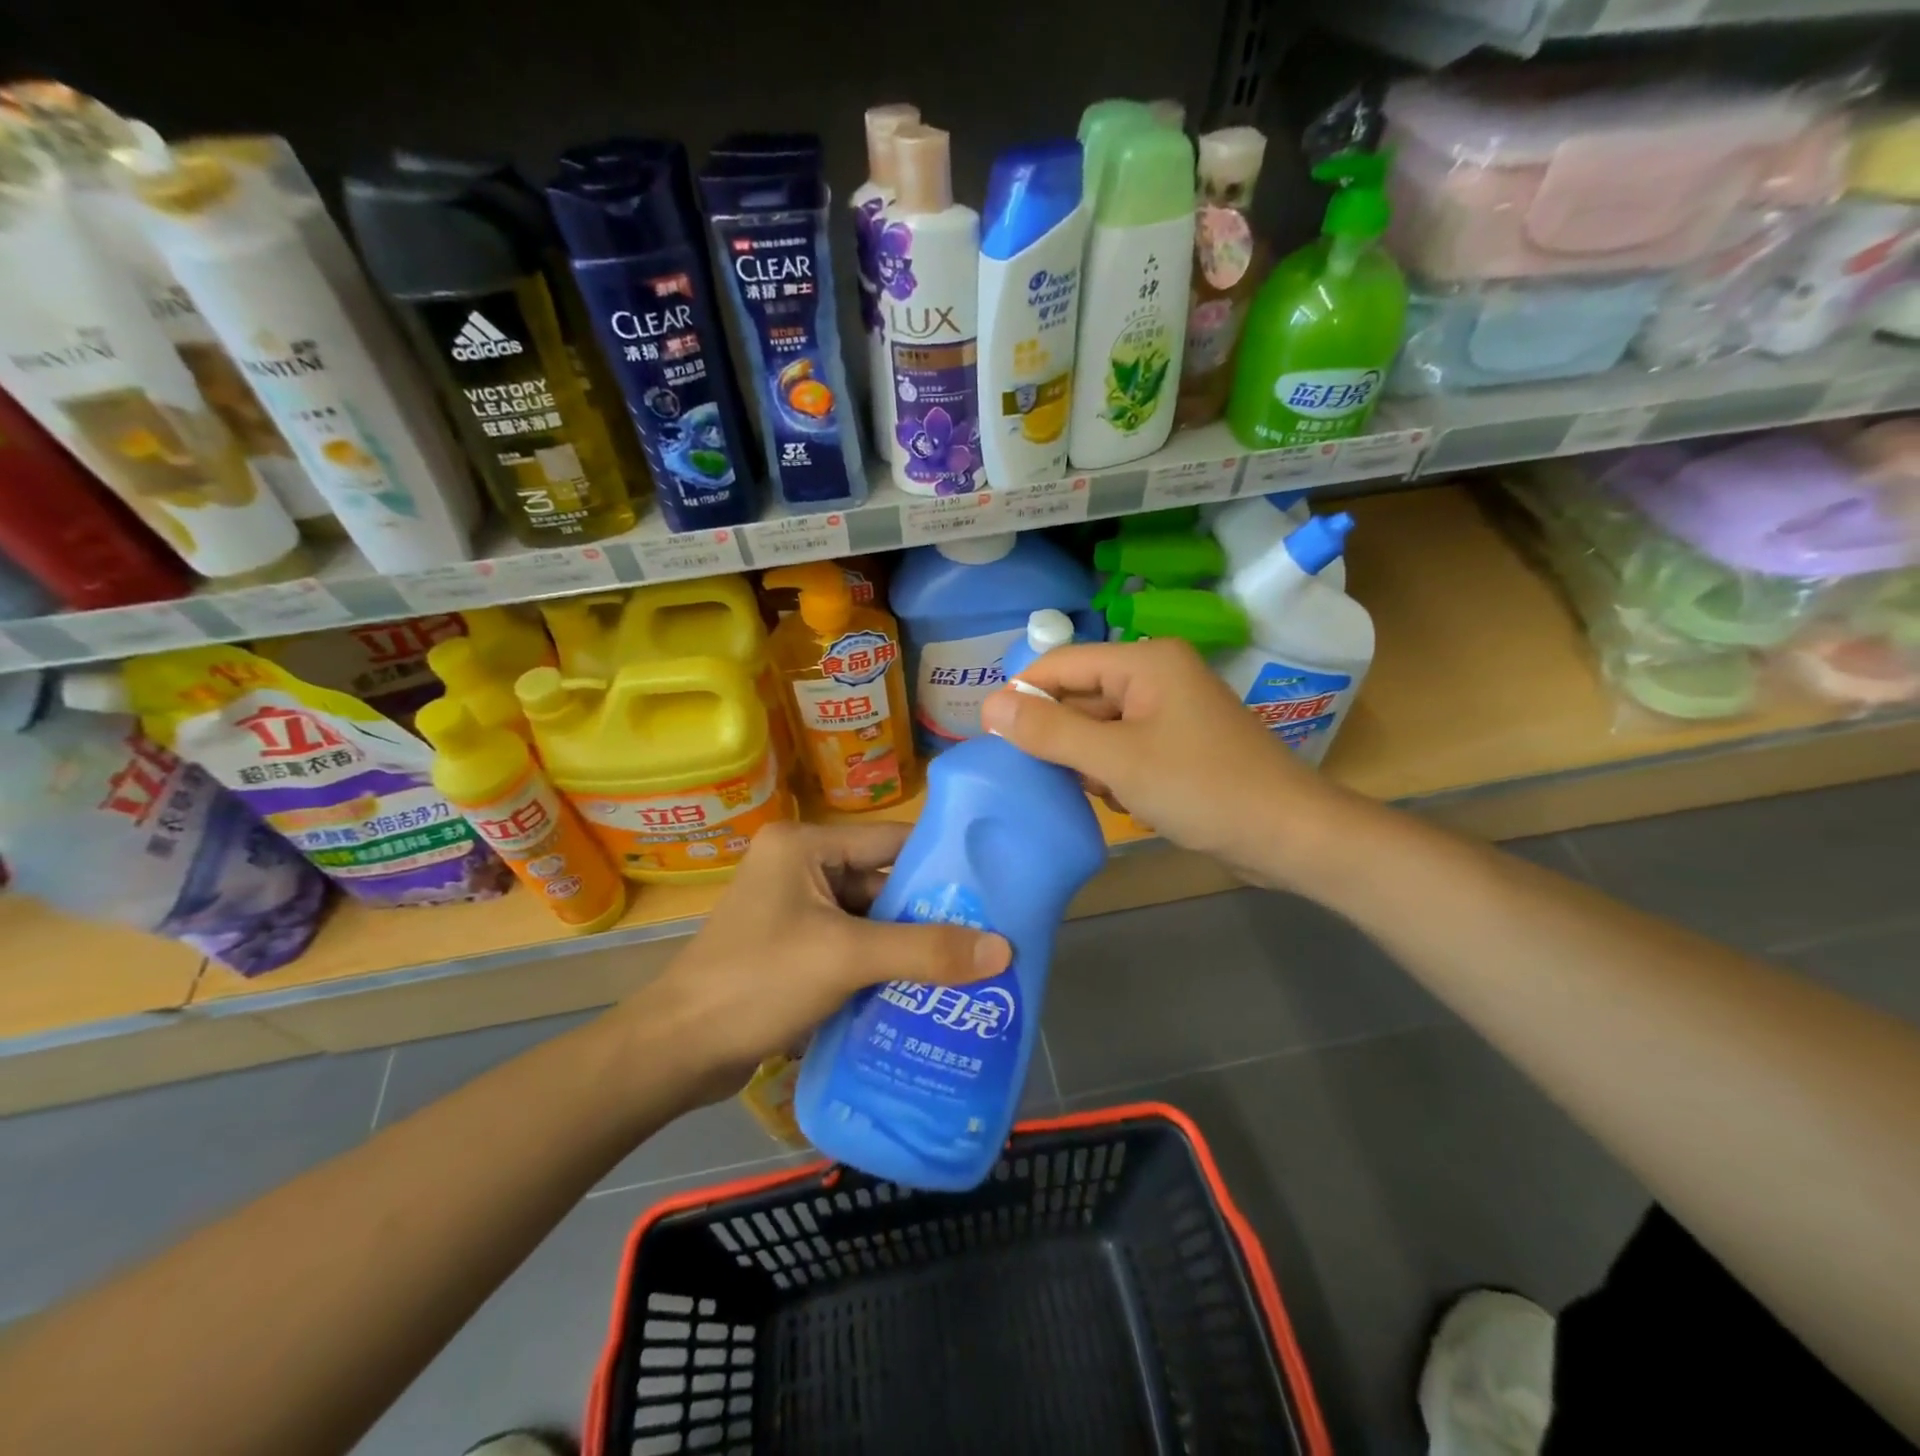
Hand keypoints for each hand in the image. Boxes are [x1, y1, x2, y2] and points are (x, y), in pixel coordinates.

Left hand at [627, 820, 1011, 1103]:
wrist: (676, 1053)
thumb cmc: (757, 982)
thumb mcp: (846, 958)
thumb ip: (925, 952)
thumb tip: (1004, 950)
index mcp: (805, 845)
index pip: (889, 841)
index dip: (940, 864)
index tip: (992, 887)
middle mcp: (800, 868)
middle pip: (881, 884)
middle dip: (927, 915)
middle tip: (988, 938)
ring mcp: (794, 911)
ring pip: (868, 921)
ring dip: (907, 947)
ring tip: (968, 968)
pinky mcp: (792, 949)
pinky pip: (850, 948)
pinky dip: (881, 968)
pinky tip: (922, 991)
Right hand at [979, 637, 1348, 890]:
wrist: (1289, 836)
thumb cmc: (1202, 789)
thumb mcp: (1116, 761)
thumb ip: (1050, 731)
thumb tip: (989, 706)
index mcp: (1145, 662)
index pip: (1061, 664)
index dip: (1022, 695)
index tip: (989, 735)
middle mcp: (1156, 676)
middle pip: (1080, 695)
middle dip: (1059, 737)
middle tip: (1037, 775)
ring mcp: (1170, 712)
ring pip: (1099, 727)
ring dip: (1087, 761)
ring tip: (1098, 792)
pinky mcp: (1178, 745)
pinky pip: (1124, 749)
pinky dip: (1113, 774)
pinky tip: (1125, 802)